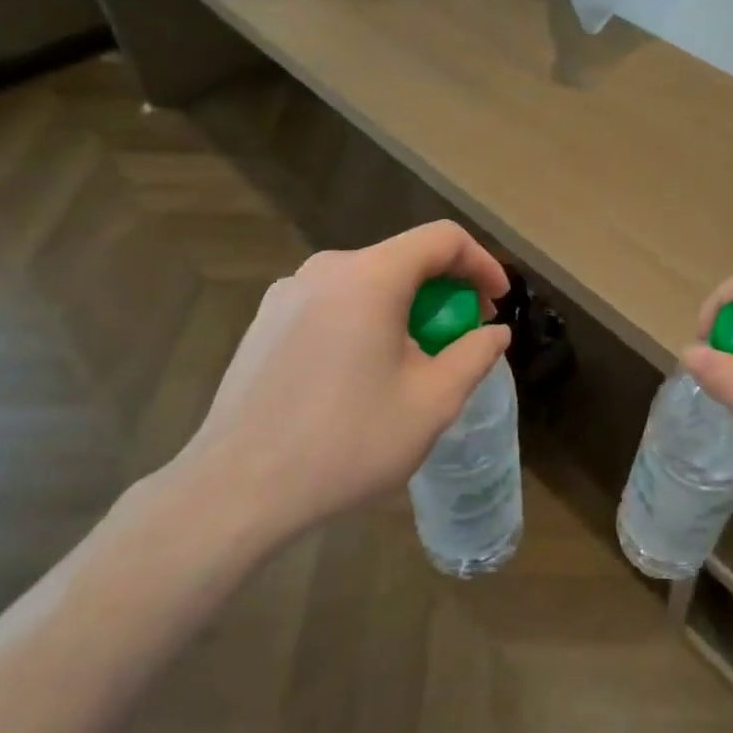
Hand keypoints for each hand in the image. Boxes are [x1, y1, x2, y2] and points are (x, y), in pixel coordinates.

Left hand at [168, 221, 510, 553]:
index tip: (497, 303)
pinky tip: (361, 373)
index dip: (481, 262)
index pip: (442, 239)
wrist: (234, 494)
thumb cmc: (345, 443)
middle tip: (461, 337)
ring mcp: (288, 293)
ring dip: (405, 308)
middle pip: (404, 259)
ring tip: (413, 361)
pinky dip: (366, 320)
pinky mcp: (264, 322)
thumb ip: (474, 356)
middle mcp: (326, 269)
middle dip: (445, 291)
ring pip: (368, 282)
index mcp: (370, 277)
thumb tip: (495, 334)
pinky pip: (334, 303)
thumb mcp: (431, 403)